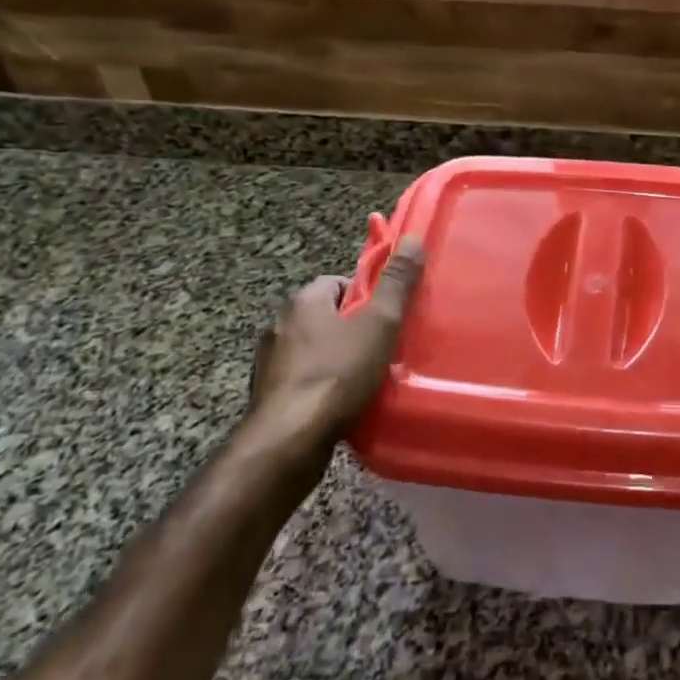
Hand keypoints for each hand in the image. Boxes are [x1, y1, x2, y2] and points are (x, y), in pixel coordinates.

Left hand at [246, 240, 424, 456]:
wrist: (289, 440)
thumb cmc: (338, 374)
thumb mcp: (379, 324)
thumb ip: (396, 283)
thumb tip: (411, 239)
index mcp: (303, 301)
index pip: (337, 282)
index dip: (365, 296)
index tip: (386, 317)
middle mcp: (279, 325)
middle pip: (325, 316)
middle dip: (352, 329)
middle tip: (382, 348)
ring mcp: (269, 363)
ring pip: (313, 349)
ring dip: (335, 359)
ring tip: (365, 380)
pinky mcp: (268, 396)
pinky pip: (302, 379)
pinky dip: (321, 386)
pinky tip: (341, 404)